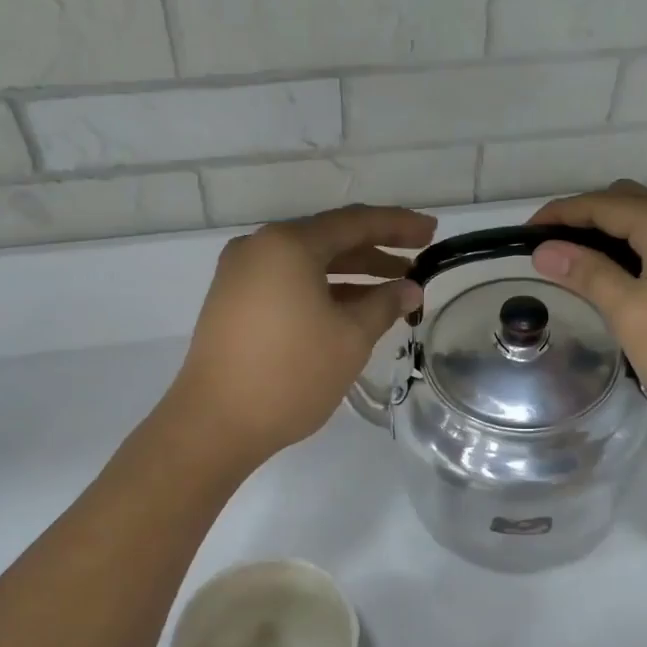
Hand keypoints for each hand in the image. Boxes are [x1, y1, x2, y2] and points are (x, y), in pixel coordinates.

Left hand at [165, 205, 436, 466]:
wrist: (214, 424)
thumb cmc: (290, 374)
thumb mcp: (350, 338)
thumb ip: (385, 304)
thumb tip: (409, 289)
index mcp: (288, 244)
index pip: (355, 222)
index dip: (398, 225)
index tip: (432, 232)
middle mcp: (260, 248)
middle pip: (330, 239)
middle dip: (377, 250)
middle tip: (418, 259)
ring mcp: (241, 274)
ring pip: (309, 263)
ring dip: (352, 274)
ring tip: (394, 289)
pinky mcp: (233, 301)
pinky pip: (288, 282)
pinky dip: (323, 290)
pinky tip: (354, 307)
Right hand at [529, 181, 646, 437]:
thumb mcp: (631, 314)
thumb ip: (587, 274)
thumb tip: (545, 249)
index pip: (602, 204)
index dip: (559, 214)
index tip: (522, 236)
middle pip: (628, 202)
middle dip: (584, 218)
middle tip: (551, 251)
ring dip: (611, 236)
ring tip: (579, 267)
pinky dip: (636, 252)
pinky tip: (623, 283)